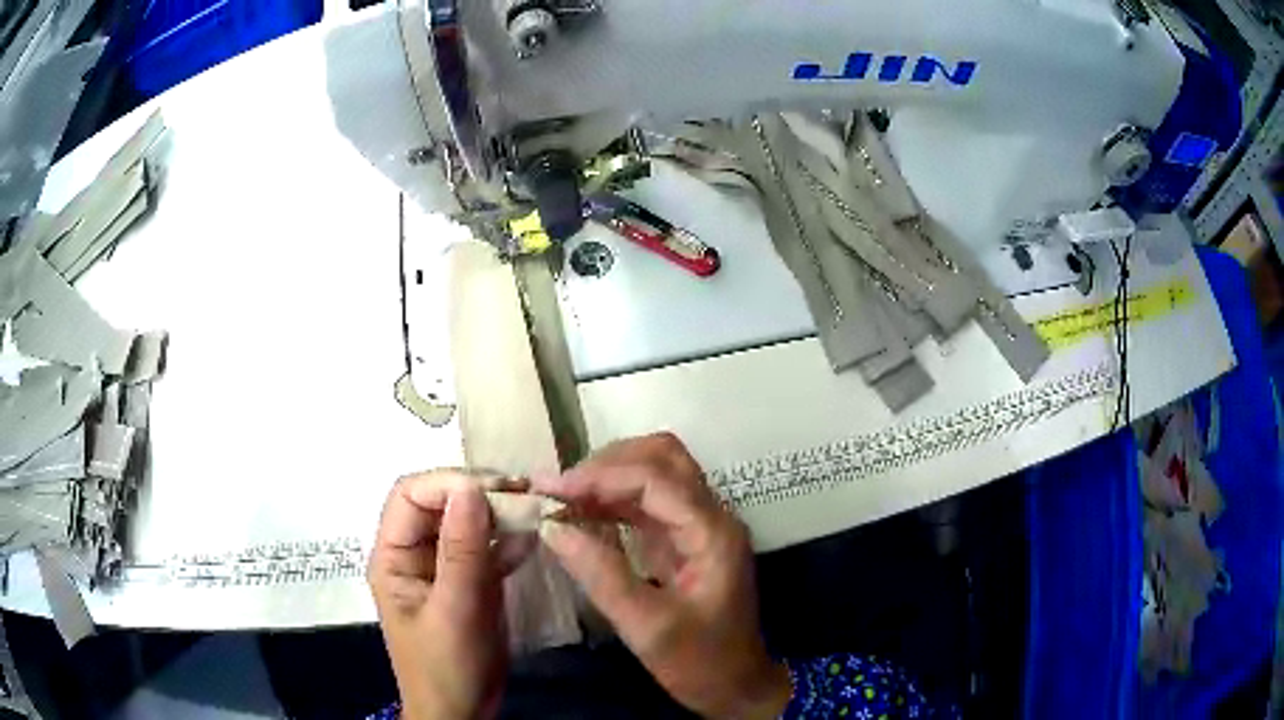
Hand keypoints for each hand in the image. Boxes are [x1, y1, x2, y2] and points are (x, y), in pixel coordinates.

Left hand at [367, 471, 535, 719]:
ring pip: (467, 522)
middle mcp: (415, 553)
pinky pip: (488, 549)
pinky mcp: (471, 582)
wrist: (463, 712)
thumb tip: (471, 488)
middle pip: (440, 502)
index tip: (495, 488)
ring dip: (498, 513)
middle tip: (524, 493)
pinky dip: (509, 540)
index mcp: (393, 556)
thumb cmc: (446, 667)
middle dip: (478, 492)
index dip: (448, 483)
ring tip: (534, 508)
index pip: (410, 495)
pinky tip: (532, 539)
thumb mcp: (454, 611)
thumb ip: (462, 552)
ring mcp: (445, 567)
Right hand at [535, 433, 791, 718]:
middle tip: (560, 488)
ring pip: (654, 475)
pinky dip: (612, 501)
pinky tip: (582, 515)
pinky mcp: (685, 541)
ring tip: (562, 498)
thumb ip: (601, 574)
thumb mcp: (647, 627)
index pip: (654, 478)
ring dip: (608, 478)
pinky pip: (647, 504)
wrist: (736, 686)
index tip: (550, 489)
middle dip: (607, 464)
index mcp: (712, 532)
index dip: (600, 476)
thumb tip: (551, 527)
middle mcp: (711, 516)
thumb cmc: (700, 662)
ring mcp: (699, 526)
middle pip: (663, 458)